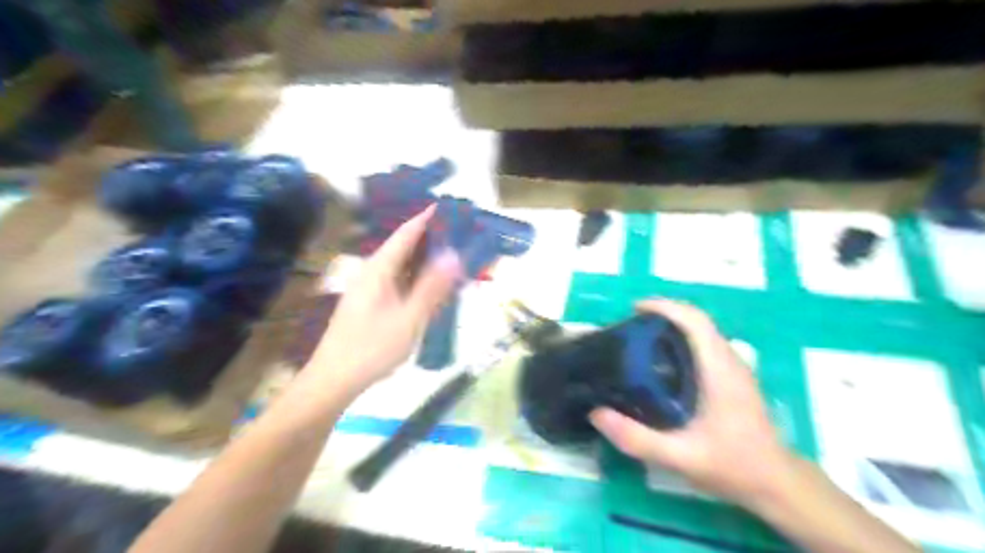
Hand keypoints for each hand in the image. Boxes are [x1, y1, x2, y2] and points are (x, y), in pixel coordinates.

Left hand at [306, 206, 461, 393]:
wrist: (334, 380)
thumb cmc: (372, 348)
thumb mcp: (409, 318)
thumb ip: (432, 287)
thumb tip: (453, 256)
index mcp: (378, 270)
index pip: (405, 234)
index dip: (425, 219)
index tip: (446, 207)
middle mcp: (371, 273)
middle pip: (402, 248)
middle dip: (429, 239)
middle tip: (457, 236)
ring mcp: (368, 290)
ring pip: (400, 267)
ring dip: (423, 261)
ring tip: (449, 257)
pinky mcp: (369, 305)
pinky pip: (397, 282)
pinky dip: (415, 279)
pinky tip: (429, 288)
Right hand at [587, 301, 795, 506]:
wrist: (777, 484)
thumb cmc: (733, 466)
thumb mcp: (681, 457)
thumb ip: (637, 438)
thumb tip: (596, 414)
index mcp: (719, 370)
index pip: (696, 321)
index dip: (666, 307)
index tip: (635, 308)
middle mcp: (729, 361)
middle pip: (698, 321)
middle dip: (665, 313)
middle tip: (631, 326)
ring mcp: (735, 369)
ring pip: (703, 332)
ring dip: (674, 325)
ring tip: (643, 340)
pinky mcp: (733, 379)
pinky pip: (706, 345)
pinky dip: (683, 341)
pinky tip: (663, 364)